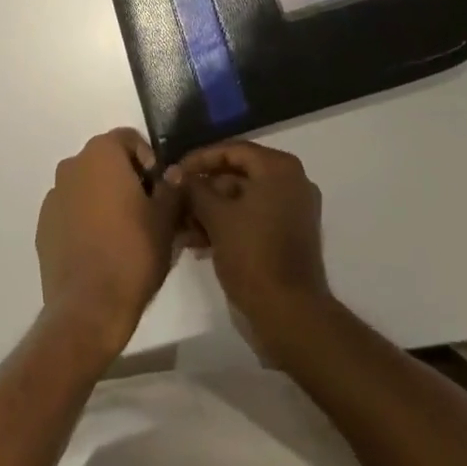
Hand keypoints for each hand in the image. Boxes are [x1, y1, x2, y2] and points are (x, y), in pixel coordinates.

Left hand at [35, 130, 183, 359]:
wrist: (88, 308)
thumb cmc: (133, 253)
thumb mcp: (166, 219)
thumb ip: (171, 188)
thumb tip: (172, 173)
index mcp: (101, 153)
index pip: (129, 139)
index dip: (148, 159)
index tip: (160, 188)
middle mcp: (72, 165)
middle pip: (106, 161)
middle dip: (127, 179)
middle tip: (147, 210)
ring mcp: (54, 196)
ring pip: (87, 186)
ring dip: (105, 199)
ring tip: (124, 232)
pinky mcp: (43, 227)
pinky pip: (71, 211)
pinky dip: (85, 220)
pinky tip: (100, 249)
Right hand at [181, 141, 331, 339]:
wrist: (290, 315)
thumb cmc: (253, 254)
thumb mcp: (217, 217)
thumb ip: (194, 189)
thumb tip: (175, 172)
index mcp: (278, 168)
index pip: (232, 150)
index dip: (200, 159)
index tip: (175, 171)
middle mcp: (290, 181)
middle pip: (238, 174)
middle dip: (203, 189)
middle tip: (175, 200)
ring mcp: (292, 209)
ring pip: (243, 199)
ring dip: (211, 210)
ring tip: (181, 225)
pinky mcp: (289, 235)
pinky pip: (253, 218)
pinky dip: (228, 224)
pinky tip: (197, 240)